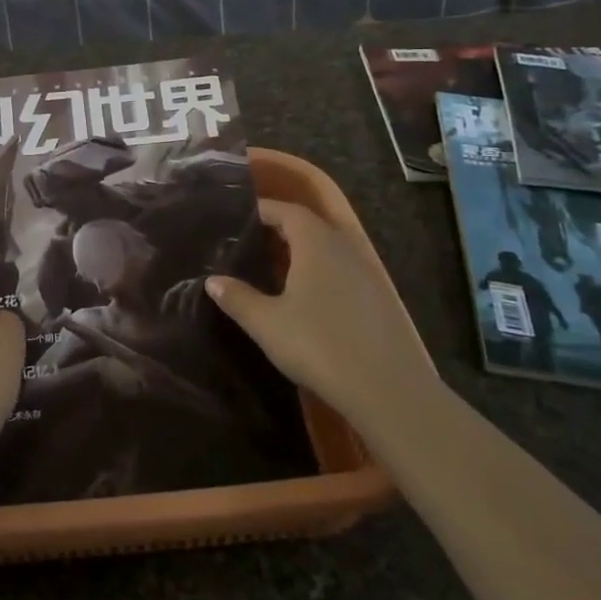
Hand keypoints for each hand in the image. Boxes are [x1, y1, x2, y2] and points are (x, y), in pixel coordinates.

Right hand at [204, 199, 433, 419]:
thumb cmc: (318, 345)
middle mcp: (344, 249)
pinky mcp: (379, 300)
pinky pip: (343, 272)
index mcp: (316, 244)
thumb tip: (213, 281)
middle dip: (281, 229)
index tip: (239, 216)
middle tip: (250, 241)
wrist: (387, 389)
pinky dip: (321, 273)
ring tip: (274, 269)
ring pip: (329, 250)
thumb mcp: (267, 323)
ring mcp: (366, 274)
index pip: (287, 211)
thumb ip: (238, 298)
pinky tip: (307, 298)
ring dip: (303, 252)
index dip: (263, 210)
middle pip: (310, 226)